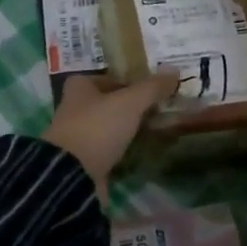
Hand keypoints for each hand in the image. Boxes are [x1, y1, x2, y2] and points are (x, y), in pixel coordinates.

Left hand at [43, 71, 178, 198]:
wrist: (71, 175)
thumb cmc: (97, 127)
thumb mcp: (130, 102)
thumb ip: (152, 87)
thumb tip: (174, 70)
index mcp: (79, 87)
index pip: (108, 76)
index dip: (130, 80)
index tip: (153, 89)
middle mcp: (74, 108)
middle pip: (108, 102)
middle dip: (130, 106)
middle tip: (159, 109)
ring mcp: (76, 135)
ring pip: (108, 126)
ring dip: (127, 129)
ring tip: (155, 130)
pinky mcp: (81, 160)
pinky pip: (107, 149)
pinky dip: (122, 149)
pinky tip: (141, 151)